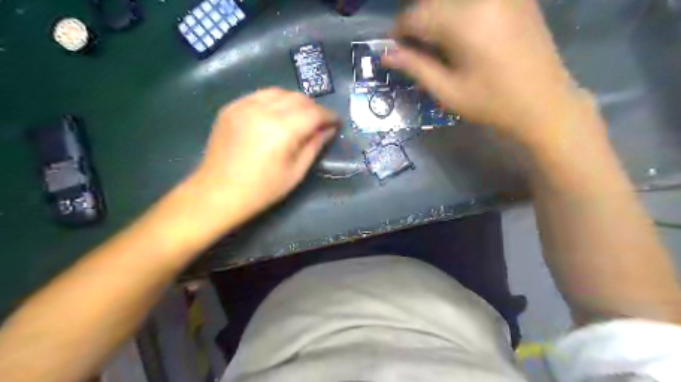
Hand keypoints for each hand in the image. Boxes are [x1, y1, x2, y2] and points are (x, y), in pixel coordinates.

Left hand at [192, 86, 339, 223]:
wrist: (218, 193)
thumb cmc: (262, 190)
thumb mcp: (296, 172)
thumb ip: (314, 146)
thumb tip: (328, 130)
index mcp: (282, 130)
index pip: (314, 112)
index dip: (329, 116)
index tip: (336, 122)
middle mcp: (263, 110)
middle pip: (298, 98)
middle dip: (314, 108)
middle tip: (319, 123)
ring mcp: (244, 105)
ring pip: (279, 92)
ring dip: (295, 102)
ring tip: (299, 117)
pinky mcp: (231, 107)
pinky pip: (260, 95)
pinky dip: (274, 101)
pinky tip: (276, 115)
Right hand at [383, 0, 597, 147]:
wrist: (544, 103)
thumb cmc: (492, 104)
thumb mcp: (447, 91)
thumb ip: (415, 67)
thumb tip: (386, 54)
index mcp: (465, 21)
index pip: (416, 14)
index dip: (399, 32)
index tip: (394, 50)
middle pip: (433, 1)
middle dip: (417, 23)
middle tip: (415, 49)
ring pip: (451, 1)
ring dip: (437, 17)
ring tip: (436, 44)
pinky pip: (474, 1)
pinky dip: (458, 13)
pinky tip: (460, 35)